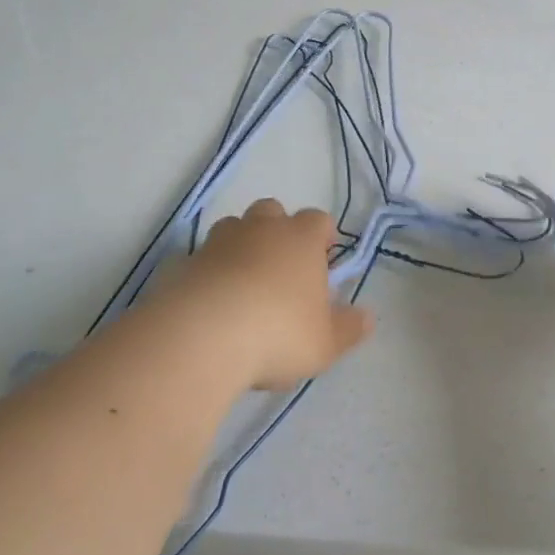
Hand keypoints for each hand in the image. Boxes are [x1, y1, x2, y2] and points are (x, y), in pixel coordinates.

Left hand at [160, 199, 374, 390]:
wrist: (204, 334)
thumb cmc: (279, 332)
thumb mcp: (325, 342)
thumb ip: (348, 328)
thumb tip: (367, 316)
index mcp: (301, 238)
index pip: (318, 220)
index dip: (322, 237)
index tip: (323, 261)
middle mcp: (262, 227)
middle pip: (273, 212)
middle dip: (278, 232)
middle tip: (282, 269)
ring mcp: (220, 240)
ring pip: (235, 227)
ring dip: (242, 246)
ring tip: (244, 284)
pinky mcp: (186, 260)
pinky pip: (204, 257)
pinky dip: (210, 271)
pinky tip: (212, 301)